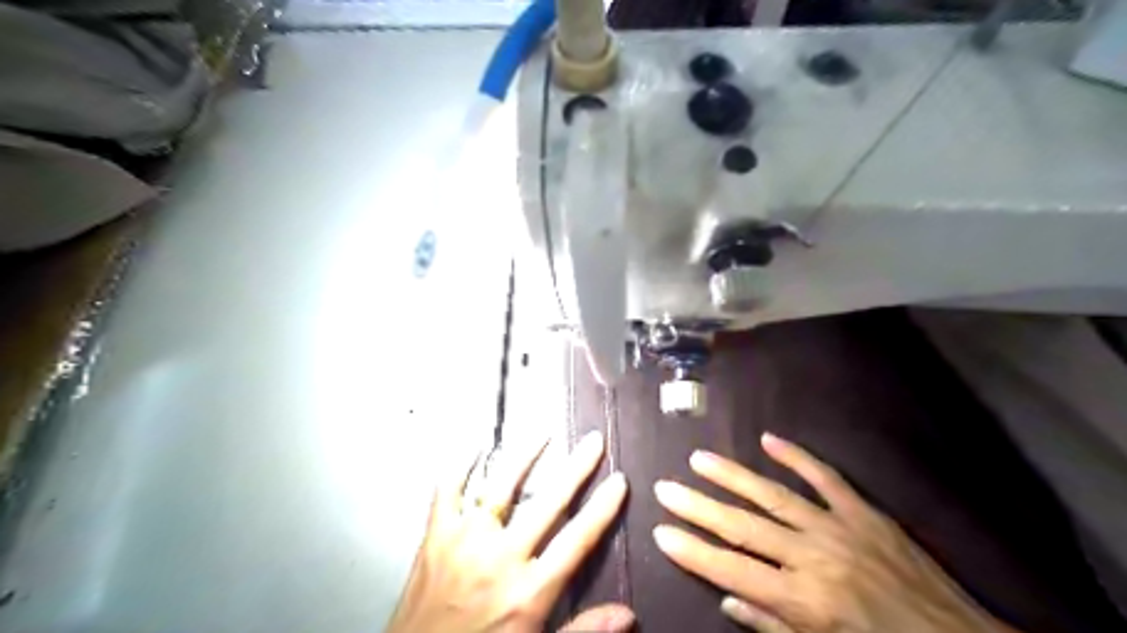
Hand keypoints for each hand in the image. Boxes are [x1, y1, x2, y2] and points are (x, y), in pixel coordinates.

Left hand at [387, 430, 631, 631]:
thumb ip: (583, 630)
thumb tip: (628, 615)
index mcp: (529, 591)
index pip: (577, 540)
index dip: (602, 508)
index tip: (618, 481)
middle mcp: (501, 559)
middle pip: (547, 504)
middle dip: (576, 469)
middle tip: (593, 441)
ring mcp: (465, 542)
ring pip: (501, 487)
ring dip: (524, 456)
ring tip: (543, 432)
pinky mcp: (435, 536)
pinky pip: (448, 491)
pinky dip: (461, 465)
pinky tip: (477, 445)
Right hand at [653, 432, 1013, 632]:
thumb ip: (771, 626)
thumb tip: (726, 598)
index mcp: (801, 601)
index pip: (730, 570)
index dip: (692, 551)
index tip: (661, 531)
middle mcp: (812, 558)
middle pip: (743, 527)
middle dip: (698, 506)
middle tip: (665, 487)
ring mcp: (839, 528)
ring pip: (773, 495)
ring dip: (733, 475)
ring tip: (699, 459)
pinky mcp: (864, 512)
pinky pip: (825, 478)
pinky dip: (796, 456)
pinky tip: (768, 439)